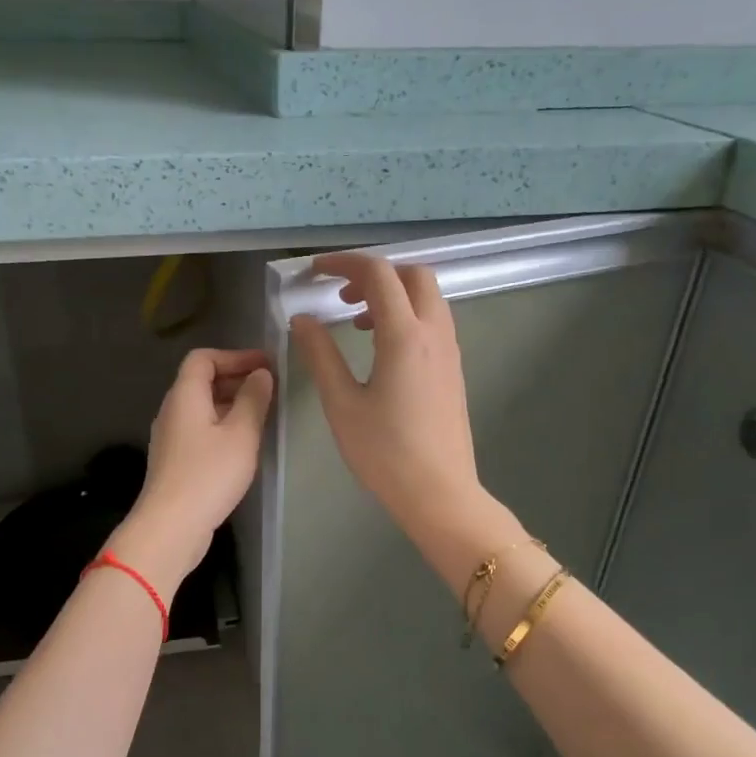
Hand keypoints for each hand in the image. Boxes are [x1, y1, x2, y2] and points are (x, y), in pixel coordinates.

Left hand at [112, 348, 274, 589]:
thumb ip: (253, 399)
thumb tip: (261, 375)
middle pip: (201, 381)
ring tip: (262, 414)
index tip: (265, 366)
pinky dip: (222, 425)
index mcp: (185, 395)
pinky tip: (243, 444)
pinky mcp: (175, 460)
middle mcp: (172, 410)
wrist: (171, 526)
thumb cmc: (209, 474)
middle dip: (236, 378)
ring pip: (202, 407)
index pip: (203, 358)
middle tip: (269, 388)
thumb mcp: (241, 434)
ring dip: (231, 403)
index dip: (235, 356)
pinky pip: (200, 429)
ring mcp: (171, 437)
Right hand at [290, 253, 486, 543]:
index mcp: (405, 336)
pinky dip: (407, 315)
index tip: (314, 272)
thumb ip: (320, 355)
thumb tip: (302, 320)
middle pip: (413, 275)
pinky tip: (382, 348)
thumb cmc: (384, 452)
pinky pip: (433, 321)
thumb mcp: (341, 403)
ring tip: (357, 322)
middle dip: (375, 273)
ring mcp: (450, 351)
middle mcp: (434, 333)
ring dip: (393, 294)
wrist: (438, 492)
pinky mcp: (453, 369)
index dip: (343, 264)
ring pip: (427, 297)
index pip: (378, 274)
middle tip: (340, 296)